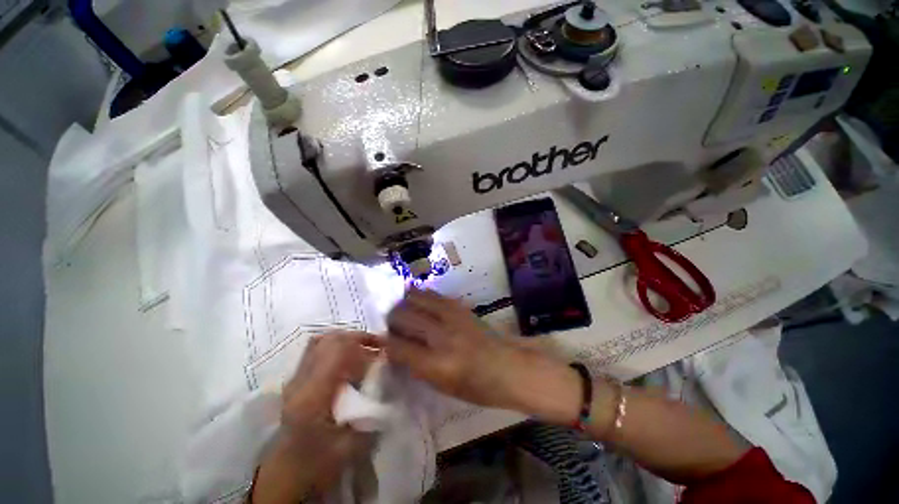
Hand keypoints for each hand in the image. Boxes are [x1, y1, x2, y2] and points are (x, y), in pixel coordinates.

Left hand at [252, 332, 381, 502]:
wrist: (284, 476)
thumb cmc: (317, 465)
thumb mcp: (350, 447)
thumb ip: (371, 416)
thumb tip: (389, 386)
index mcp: (313, 396)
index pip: (338, 350)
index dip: (363, 343)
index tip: (384, 349)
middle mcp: (301, 381)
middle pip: (329, 340)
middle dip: (357, 337)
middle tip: (378, 345)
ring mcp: (295, 379)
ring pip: (321, 341)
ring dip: (346, 340)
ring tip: (364, 348)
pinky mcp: (295, 381)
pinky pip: (316, 350)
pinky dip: (335, 347)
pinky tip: (348, 360)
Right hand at [386, 289, 581, 423]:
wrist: (509, 367)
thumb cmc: (477, 387)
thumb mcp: (442, 387)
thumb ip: (417, 366)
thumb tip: (397, 348)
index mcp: (436, 365)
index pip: (398, 347)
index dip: (385, 343)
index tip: (381, 342)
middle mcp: (441, 337)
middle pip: (403, 316)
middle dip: (392, 319)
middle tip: (392, 324)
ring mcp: (452, 317)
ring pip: (416, 298)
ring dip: (405, 303)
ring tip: (403, 310)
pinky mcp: (460, 307)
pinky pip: (434, 294)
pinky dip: (421, 295)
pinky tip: (418, 299)